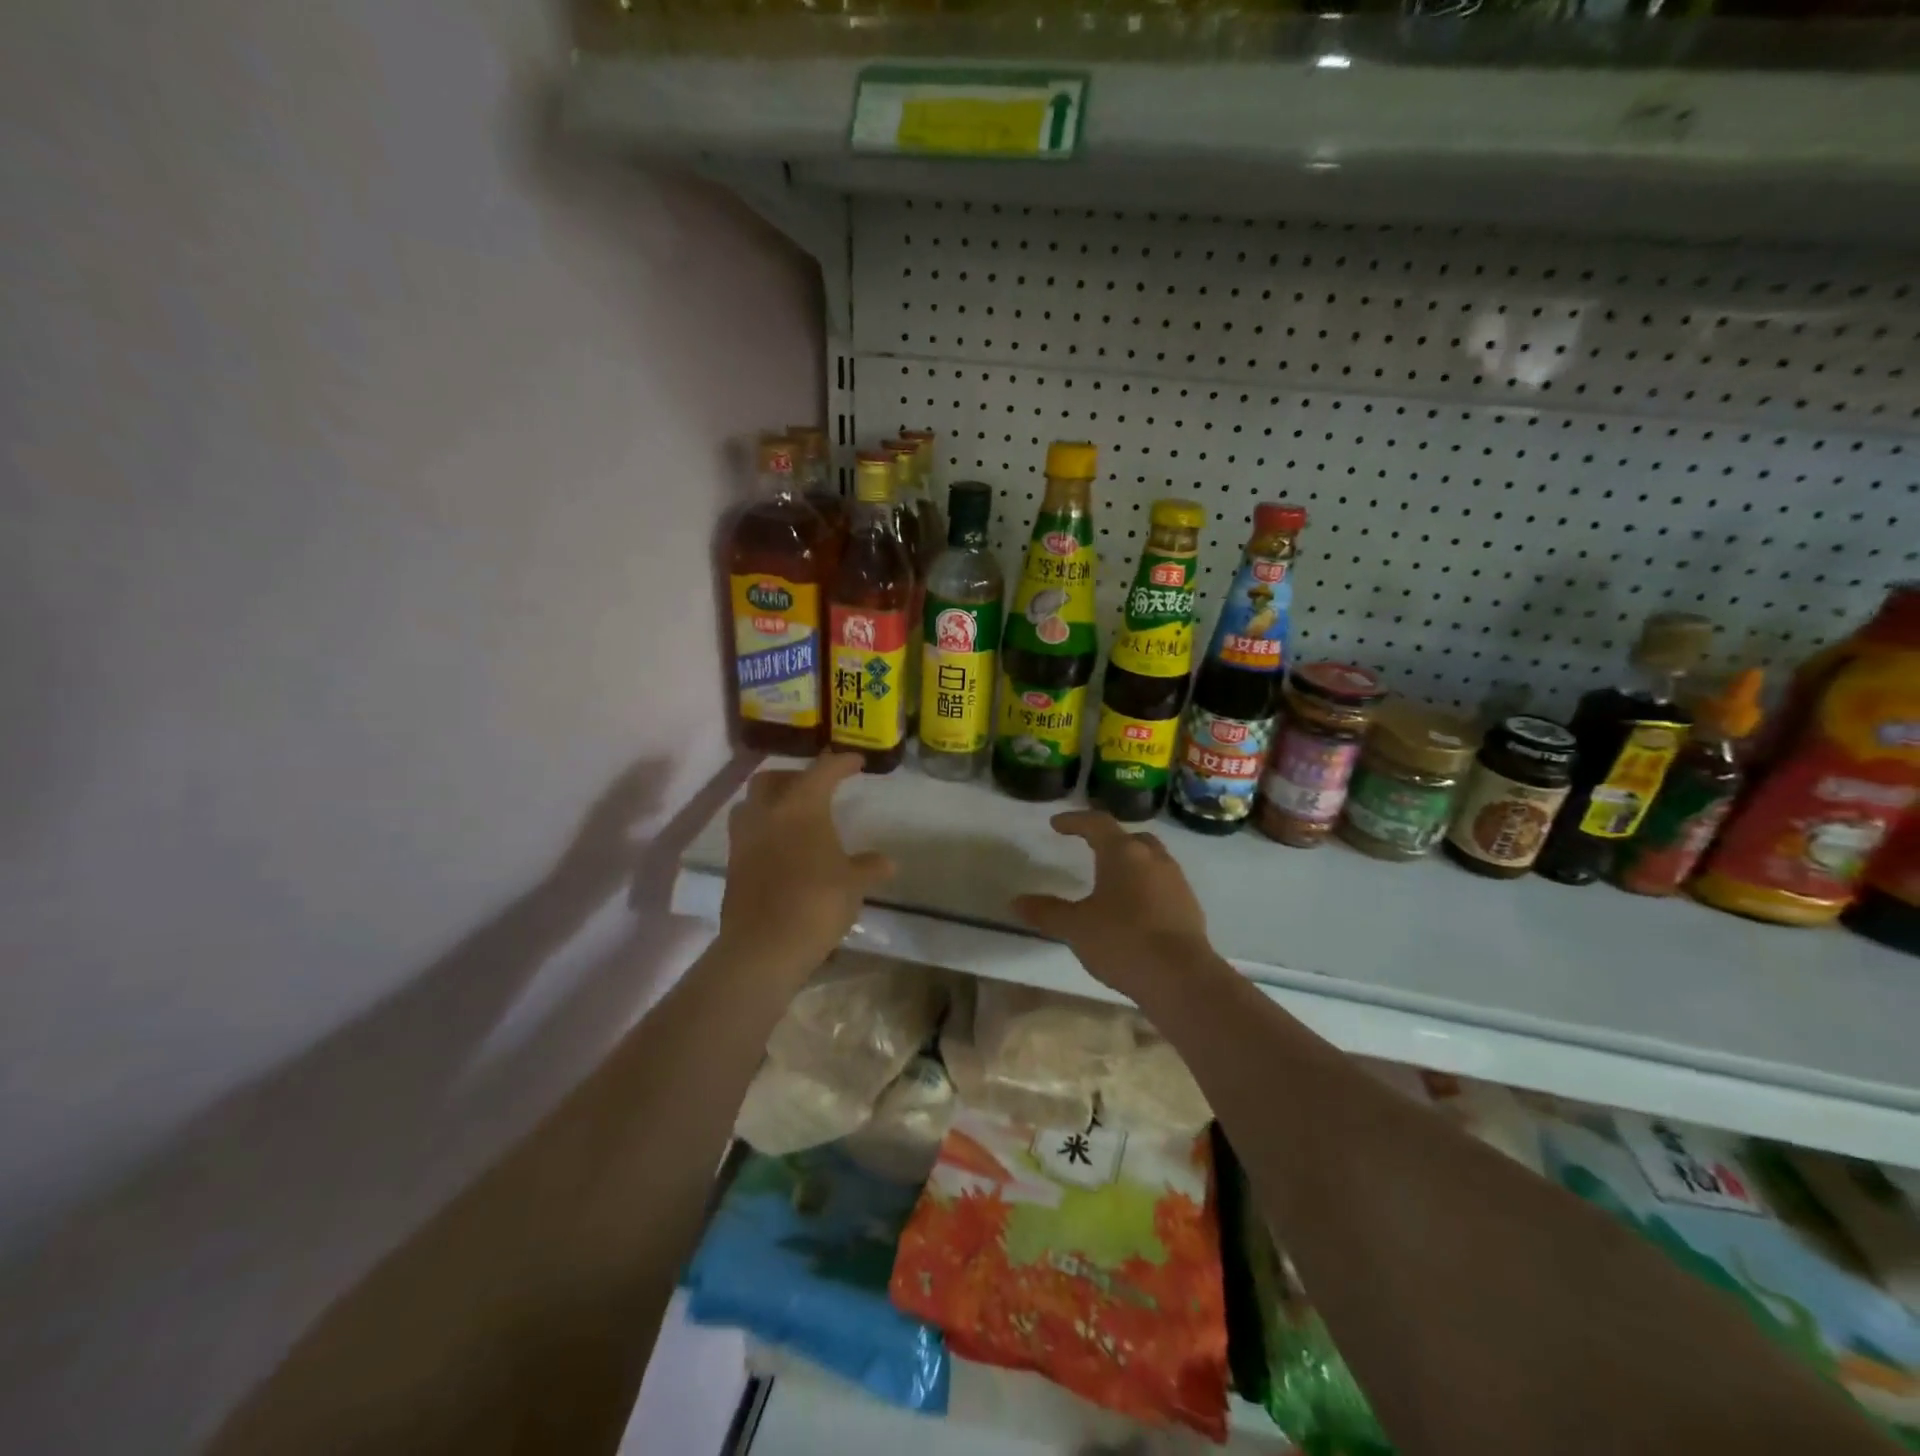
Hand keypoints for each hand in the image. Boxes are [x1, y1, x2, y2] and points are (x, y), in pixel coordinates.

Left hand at [717, 753, 894, 980]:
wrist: (764, 947)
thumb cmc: (817, 903)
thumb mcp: (853, 884)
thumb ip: (868, 867)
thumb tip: (886, 862)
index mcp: (801, 807)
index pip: (822, 771)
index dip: (841, 763)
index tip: (856, 762)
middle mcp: (767, 813)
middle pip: (773, 779)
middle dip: (794, 777)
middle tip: (816, 788)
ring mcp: (744, 839)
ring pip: (752, 804)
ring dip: (772, 802)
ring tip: (794, 816)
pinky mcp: (733, 865)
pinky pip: (747, 833)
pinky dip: (765, 831)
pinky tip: (783, 848)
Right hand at [1012, 810, 1212, 999]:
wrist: (1182, 978)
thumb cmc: (1123, 941)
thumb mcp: (1076, 928)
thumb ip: (1047, 912)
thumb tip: (1016, 902)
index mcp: (1123, 853)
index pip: (1097, 823)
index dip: (1074, 821)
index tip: (1057, 824)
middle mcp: (1153, 858)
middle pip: (1130, 838)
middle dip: (1109, 840)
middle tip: (1090, 848)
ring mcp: (1176, 881)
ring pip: (1150, 860)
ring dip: (1131, 864)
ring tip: (1111, 881)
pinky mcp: (1190, 906)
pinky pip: (1163, 884)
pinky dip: (1146, 887)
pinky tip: (1134, 909)